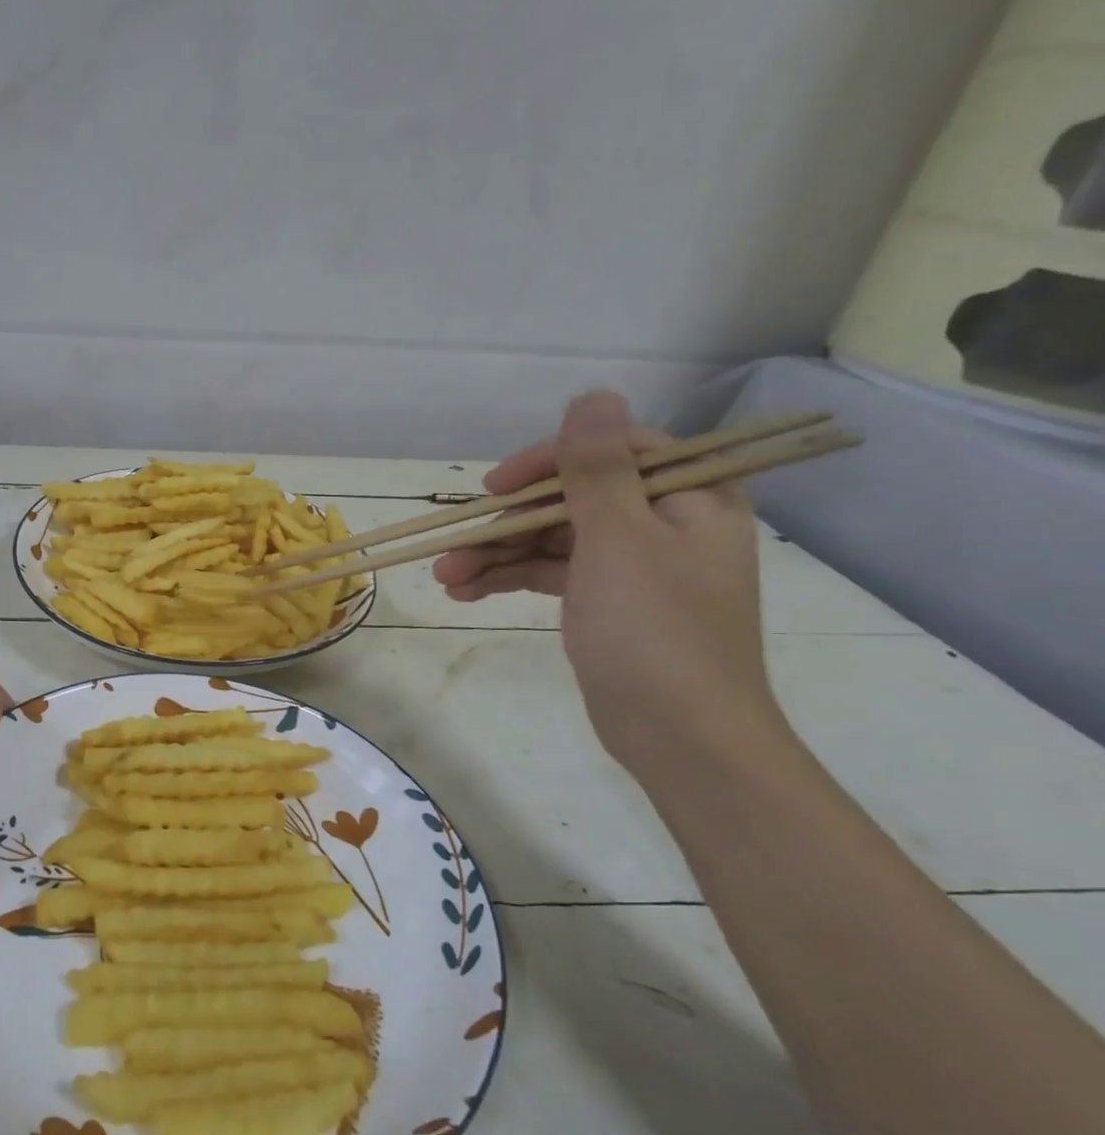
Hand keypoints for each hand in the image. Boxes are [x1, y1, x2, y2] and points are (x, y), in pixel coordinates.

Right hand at [434, 392, 784, 772]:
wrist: (681, 738)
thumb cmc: (654, 631)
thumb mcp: (618, 539)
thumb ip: (599, 467)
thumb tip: (594, 396)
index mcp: (689, 498)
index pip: (614, 451)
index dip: (549, 461)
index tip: (498, 487)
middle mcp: (664, 523)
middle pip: (572, 498)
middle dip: (508, 522)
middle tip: (454, 542)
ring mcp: (634, 565)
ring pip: (554, 538)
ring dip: (498, 554)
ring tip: (444, 576)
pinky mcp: (608, 601)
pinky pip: (552, 572)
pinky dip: (511, 579)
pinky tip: (464, 593)